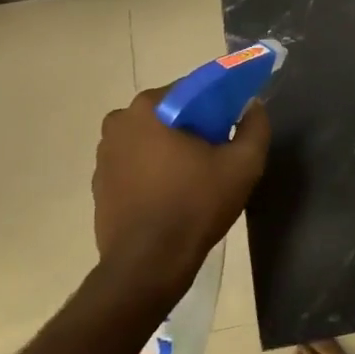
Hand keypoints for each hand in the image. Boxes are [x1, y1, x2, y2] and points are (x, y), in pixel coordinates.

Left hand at [90, 87, 269, 316]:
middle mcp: (119, 121)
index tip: (236, 123)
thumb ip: (255, 126)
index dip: (220, 103)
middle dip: (196, 125)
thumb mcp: (243, 164)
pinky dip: (155, 169)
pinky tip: (174, 192)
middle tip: (220, 151)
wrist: (148, 264)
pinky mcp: (99, 182)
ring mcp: (104, 153)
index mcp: (150, 107)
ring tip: (198, 175)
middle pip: (171, 112)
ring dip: (173, 147)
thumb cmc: (195, 205)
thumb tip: (253, 106)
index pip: (194, 89)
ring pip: (152, 137)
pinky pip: (136, 163)